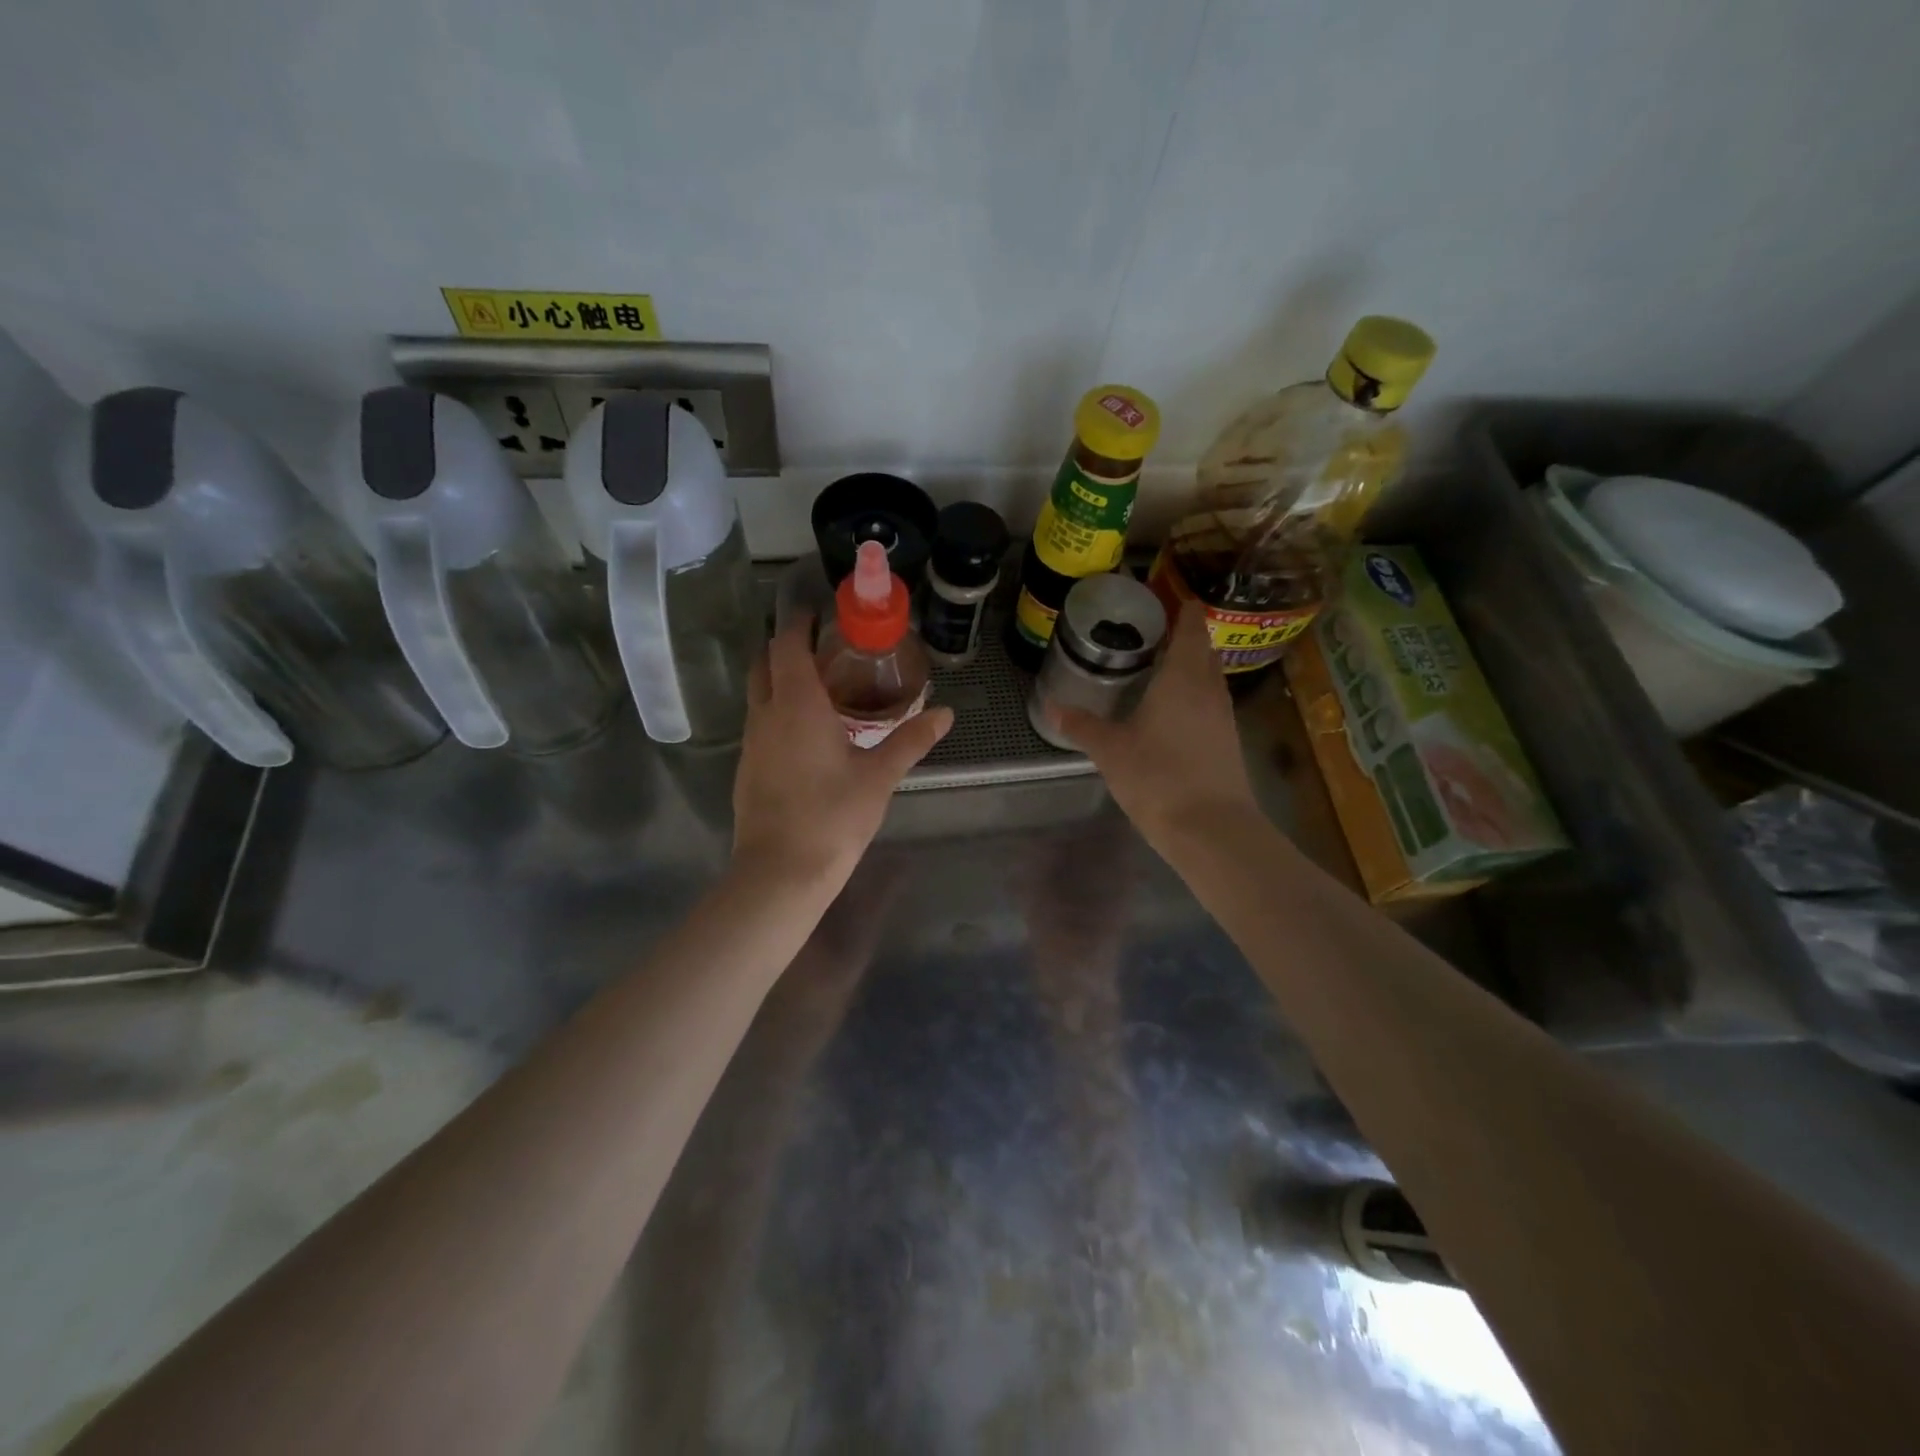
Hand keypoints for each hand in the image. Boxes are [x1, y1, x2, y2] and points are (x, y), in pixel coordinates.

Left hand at [732, 617, 952, 886]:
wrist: (781, 872)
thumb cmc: (833, 816)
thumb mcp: (879, 776)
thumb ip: (911, 740)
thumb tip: (945, 713)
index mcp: (796, 704)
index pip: (787, 645)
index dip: (799, 624)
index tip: (819, 615)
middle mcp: (765, 714)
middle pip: (764, 664)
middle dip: (786, 648)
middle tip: (823, 650)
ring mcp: (751, 743)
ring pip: (759, 695)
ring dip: (780, 681)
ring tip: (820, 688)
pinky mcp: (747, 768)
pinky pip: (760, 723)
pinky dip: (778, 711)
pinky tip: (806, 734)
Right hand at [1054, 602, 1258, 846]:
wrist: (1212, 829)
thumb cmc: (1159, 778)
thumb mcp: (1111, 751)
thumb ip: (1082, 726)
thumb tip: (1051, 705)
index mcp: (1183, 677)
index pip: (1190, 626)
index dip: (1183, 607)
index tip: (1166, 597)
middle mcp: (1209, 688)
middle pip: (1203, 648)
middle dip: (1184, 634)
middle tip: (1152, 630)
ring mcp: (1223, 715)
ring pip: (1209, 676)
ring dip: (1191, 665)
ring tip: (1159, 664)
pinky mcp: (1227, 741)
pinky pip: (1210, 701)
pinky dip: (1194, 693)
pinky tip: (1172, 708)